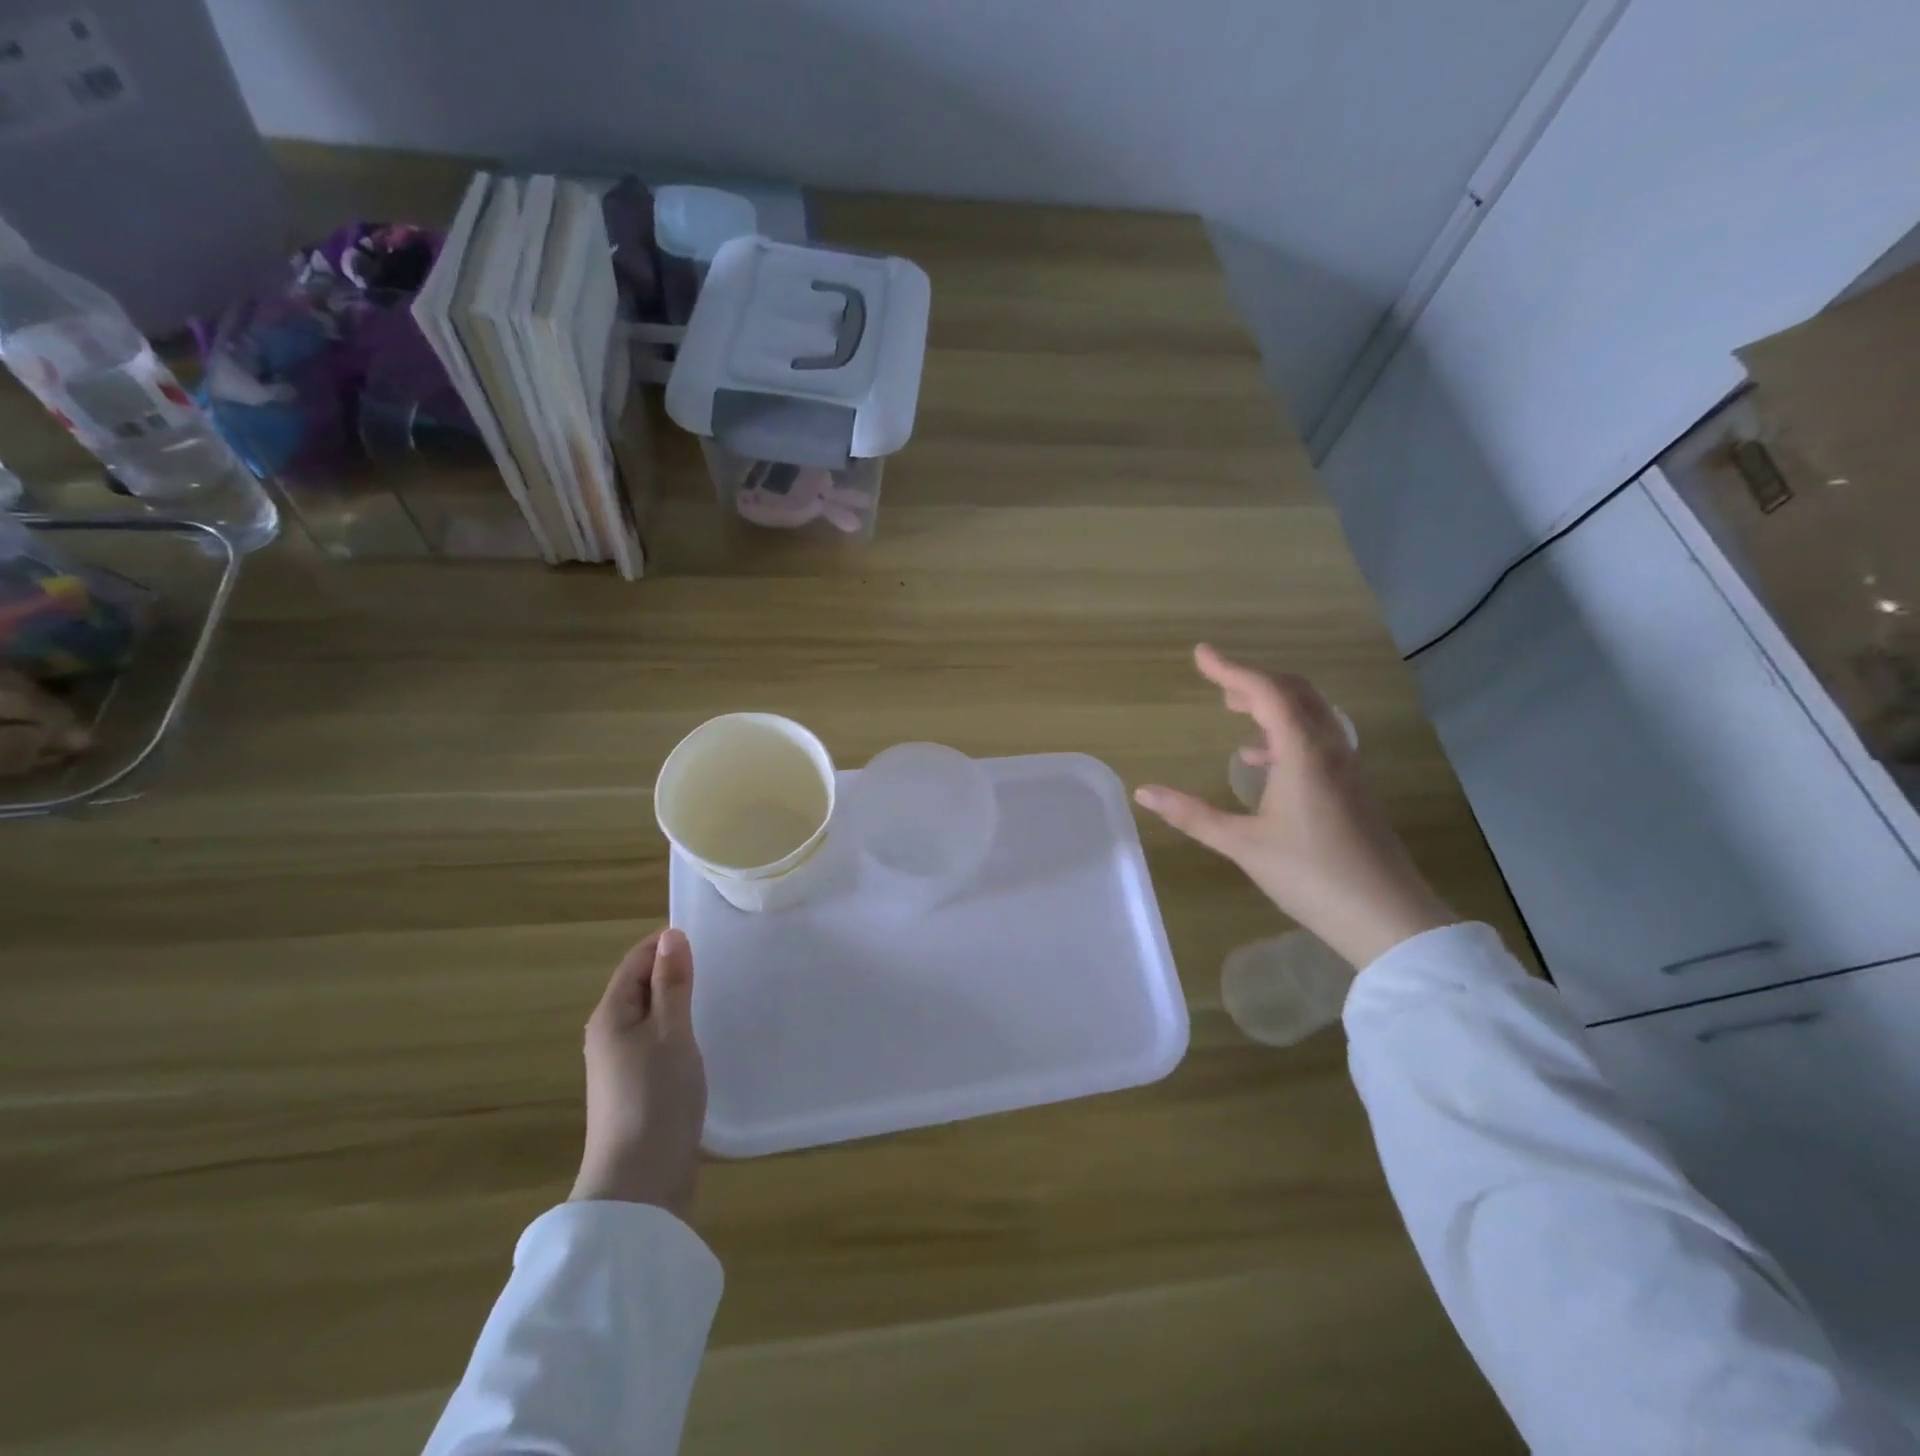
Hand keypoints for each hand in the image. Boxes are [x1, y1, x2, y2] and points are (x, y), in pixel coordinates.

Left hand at [569, 928, 706, 1217]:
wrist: (641, 1181)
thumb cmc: (655, 1096)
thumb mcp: (670, 1031)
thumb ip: (671, 983)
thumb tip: (671, 935)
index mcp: (610, 1016)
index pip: (635, 961)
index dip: (666, 945)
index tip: (708, 938)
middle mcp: (609, 1035)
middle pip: (642, 987)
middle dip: (675, 971)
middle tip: (721, 964)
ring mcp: (622, 1064)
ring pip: (652, 1016)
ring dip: (680, 1002)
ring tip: (719, 994)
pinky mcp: (639, 1087)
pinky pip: (659, 1042)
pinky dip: (680, 1030)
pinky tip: (705, 1036)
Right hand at [1133, 645, 1456, 969]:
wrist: (1388, 918)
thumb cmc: (1311, 876)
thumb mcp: (1243, 845)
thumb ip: (1192, 815)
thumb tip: (1144, 792)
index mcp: (1303, 753)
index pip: (1266, 692)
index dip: (1230, 669)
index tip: (1200, 654)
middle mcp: (1330, 749)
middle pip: (1295, 693)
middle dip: (1254, 681)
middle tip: (1218, 684)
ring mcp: (1347, 768)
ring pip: (1311, 714)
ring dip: (1273, 704)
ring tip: (1237, 711)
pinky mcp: (1353, 788)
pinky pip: (1319, 738)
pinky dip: (1287, 732)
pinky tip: (1264, 762)